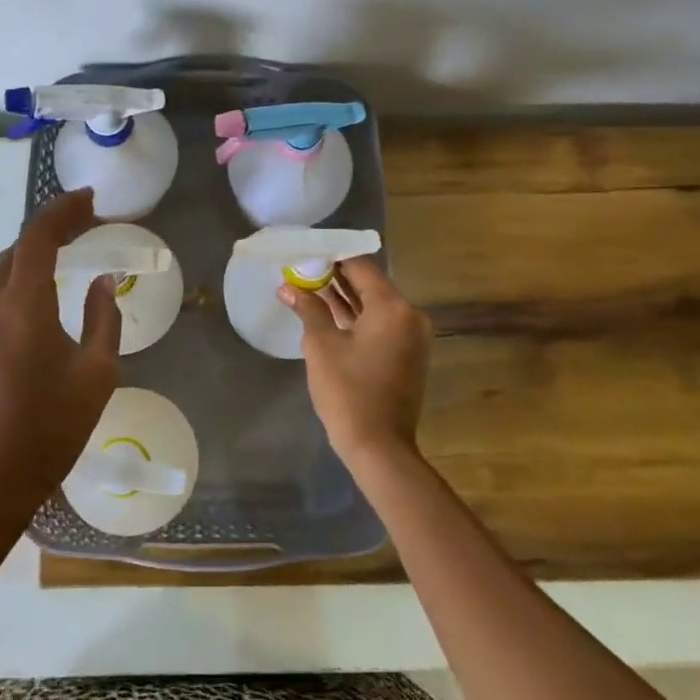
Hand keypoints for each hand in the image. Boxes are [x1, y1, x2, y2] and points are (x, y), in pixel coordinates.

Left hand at [0, 189, 121, 527]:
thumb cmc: (48, 430)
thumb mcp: (95, 375)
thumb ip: (103, 319)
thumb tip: (102, 282)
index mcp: (22, 304)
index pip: (38, 235)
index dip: (63, 209)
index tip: (90, 200)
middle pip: (16, 250)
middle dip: (50, 230)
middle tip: (86, 229)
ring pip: (0, 274)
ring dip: (31, 257)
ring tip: (64, 259)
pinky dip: (16, 284)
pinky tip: (37, 305)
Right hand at [279, 257, 432, 466]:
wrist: (379, 447)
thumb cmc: (348, 391)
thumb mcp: (321, 345)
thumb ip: (308, 308)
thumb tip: (287, 287)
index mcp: (392, 307)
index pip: (360, 266)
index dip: (331, 256)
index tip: (306, 252)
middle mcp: (409, 315)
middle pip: (369, 283)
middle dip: (335, 276)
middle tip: (302, 269)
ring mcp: (412, 336)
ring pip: (374, 304)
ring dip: (344, 297)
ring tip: (308, 286)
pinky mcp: (407, 354)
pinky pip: (380, 323)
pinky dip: (357, 317)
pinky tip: (327, 312)